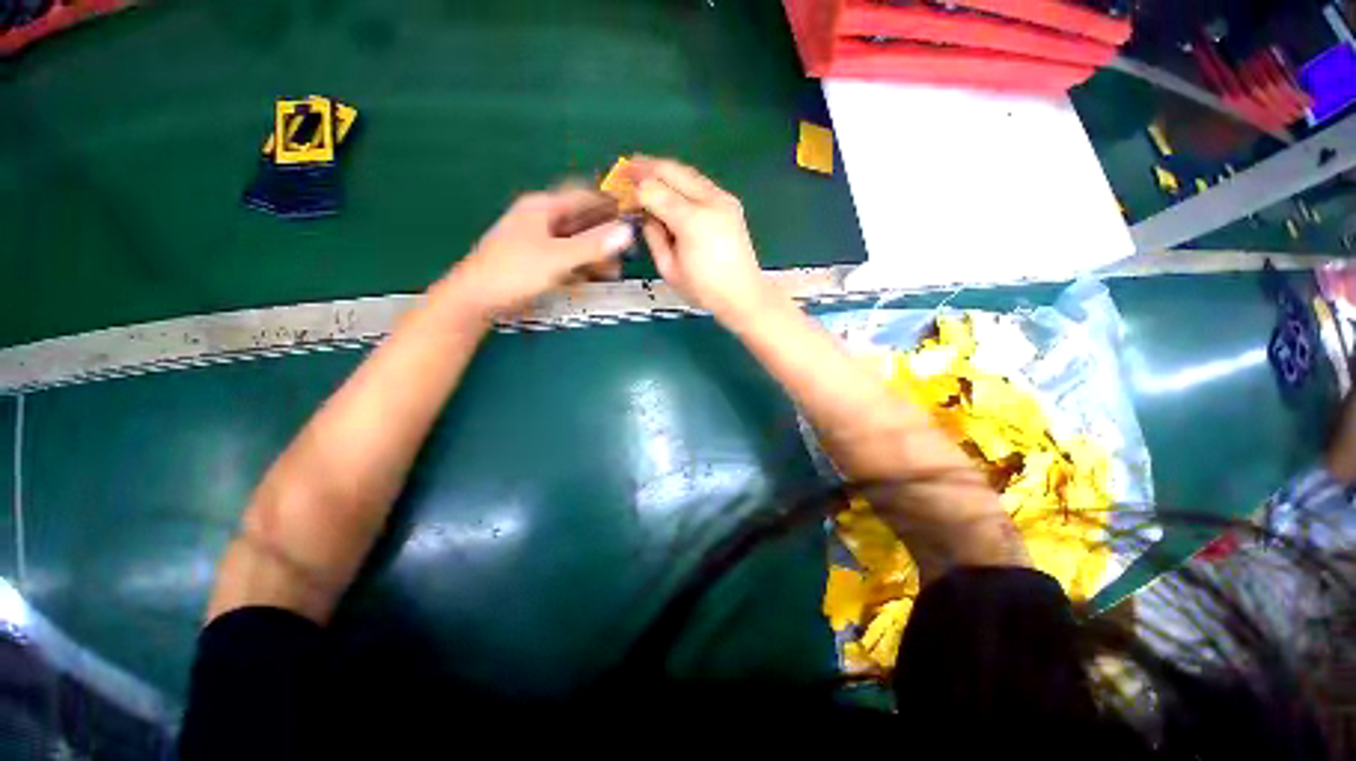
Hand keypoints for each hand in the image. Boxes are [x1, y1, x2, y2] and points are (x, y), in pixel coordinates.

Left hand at [441, 188, 633, 319]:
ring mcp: (538, 241)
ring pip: (575, 241)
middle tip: (628, 250)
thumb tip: (627, 231)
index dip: (609, 203)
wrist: (476, 299)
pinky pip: (566, 257)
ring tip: (615, 270)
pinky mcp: (537, 260)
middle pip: (581, 220)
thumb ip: (593, 245)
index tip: (633, 215)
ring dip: (595, 254)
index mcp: (543, 208)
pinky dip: (581, 265)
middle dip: (605, 235)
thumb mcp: (557, 258)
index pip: (584, 196)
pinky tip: (593, 277)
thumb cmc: (514, 272)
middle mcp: (541, 219)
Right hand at [630, 157, 770, 318]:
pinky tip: (670, 187)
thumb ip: (654, 237)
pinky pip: (700, 183)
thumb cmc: (703, 289)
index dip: (634, 187)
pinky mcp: (730, 203)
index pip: (654, 191)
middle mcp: (710, 201)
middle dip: (646, 166)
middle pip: (672, 170)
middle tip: (626, 167)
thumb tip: (647, 215)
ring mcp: (724, 199)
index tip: (619, 187)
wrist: (743, 295)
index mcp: (692, 221)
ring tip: (644, 170)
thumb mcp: (669, 269)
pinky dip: (681, 181)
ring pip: (688, 172)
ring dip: (665, 170)